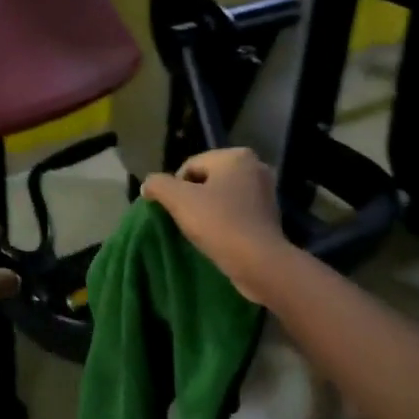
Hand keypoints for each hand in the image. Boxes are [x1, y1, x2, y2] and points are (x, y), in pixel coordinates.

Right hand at [142, 148, 291, 303]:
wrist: (259, 263)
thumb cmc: (219, 223)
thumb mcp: (178, 200)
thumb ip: (158, 185)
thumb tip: (148, 184)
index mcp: (236, 156)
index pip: (190, 166)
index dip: (176, 187)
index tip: (175, 210)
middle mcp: (255, 167)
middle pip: (207, 180)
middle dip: (193, 198)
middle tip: (186, 221)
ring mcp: (266, 192)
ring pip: (222, 196)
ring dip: (208, 210)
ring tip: (201, 231)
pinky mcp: (270, 215)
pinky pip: (237, 212)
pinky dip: (225, 221)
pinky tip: (218, 237)